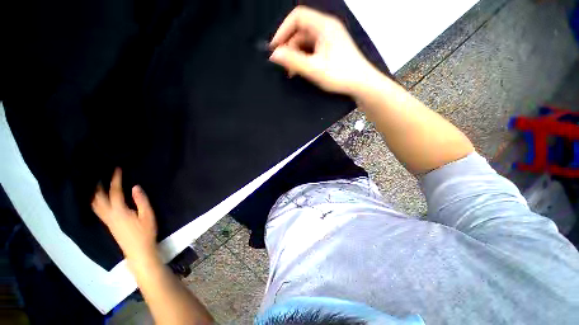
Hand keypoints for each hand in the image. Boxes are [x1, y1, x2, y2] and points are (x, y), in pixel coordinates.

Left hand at [92, 168, 158, 269]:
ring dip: (95, 193)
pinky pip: (98, 210)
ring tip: (97, 185)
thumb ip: (141, 201)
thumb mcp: (148, 215)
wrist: (138, 251)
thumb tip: (135, 187)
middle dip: (99, 185)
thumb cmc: (145, 232)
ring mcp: (107, 221)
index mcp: (119, 211)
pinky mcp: (108, 224)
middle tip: (101, 174)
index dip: (115, 179)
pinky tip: (100, 199)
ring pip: (95, 205)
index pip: (115, 192)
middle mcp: (109, 215)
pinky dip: (96, 201)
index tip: (116, 169)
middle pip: (98, 198)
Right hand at [269, 6, 380, 94]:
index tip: (275, 48)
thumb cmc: (340, 75)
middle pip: (300, 30)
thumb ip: (293, 61)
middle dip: (289, 46)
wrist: (361, 84)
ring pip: (305, 42)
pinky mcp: (330, 49)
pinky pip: (311, 49)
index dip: (283, 30)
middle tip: (283, 64)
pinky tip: (300, 70)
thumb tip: (274, 55)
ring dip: (295, 55)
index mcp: (324, 26)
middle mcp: (326, 28)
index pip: (297, 16)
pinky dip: (303, 58)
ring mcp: (328, 39)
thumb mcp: (314, 69)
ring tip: (291, 71)